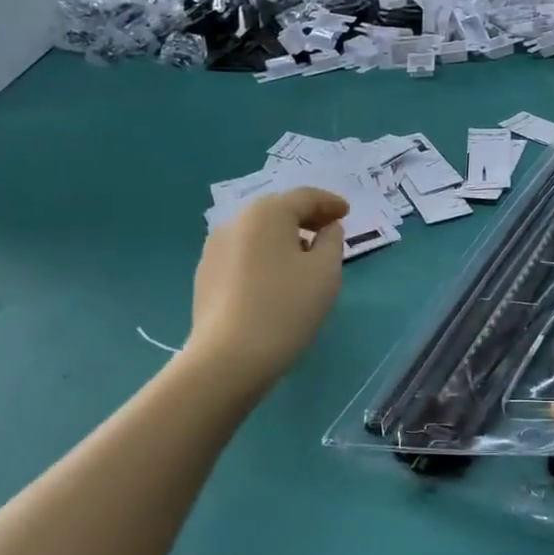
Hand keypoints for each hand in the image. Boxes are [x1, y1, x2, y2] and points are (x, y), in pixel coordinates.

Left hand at [187, 188, 346, 391]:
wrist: (229, 357)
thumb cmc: (286, 307)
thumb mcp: (326, 271)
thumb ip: (332, 241)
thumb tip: (327, 229)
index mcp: (267, 213)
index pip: (305, 197)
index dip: (330, 203)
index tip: (347, 213)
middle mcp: (236, 222)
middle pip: (278, 210)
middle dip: (306, 217)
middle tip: (329, 231)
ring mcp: (214, 248)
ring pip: (258, 233)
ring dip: (284, 237)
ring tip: (305, 257)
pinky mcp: (206, 275)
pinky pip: (244, 253)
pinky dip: (266, 255)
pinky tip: (277, 278)